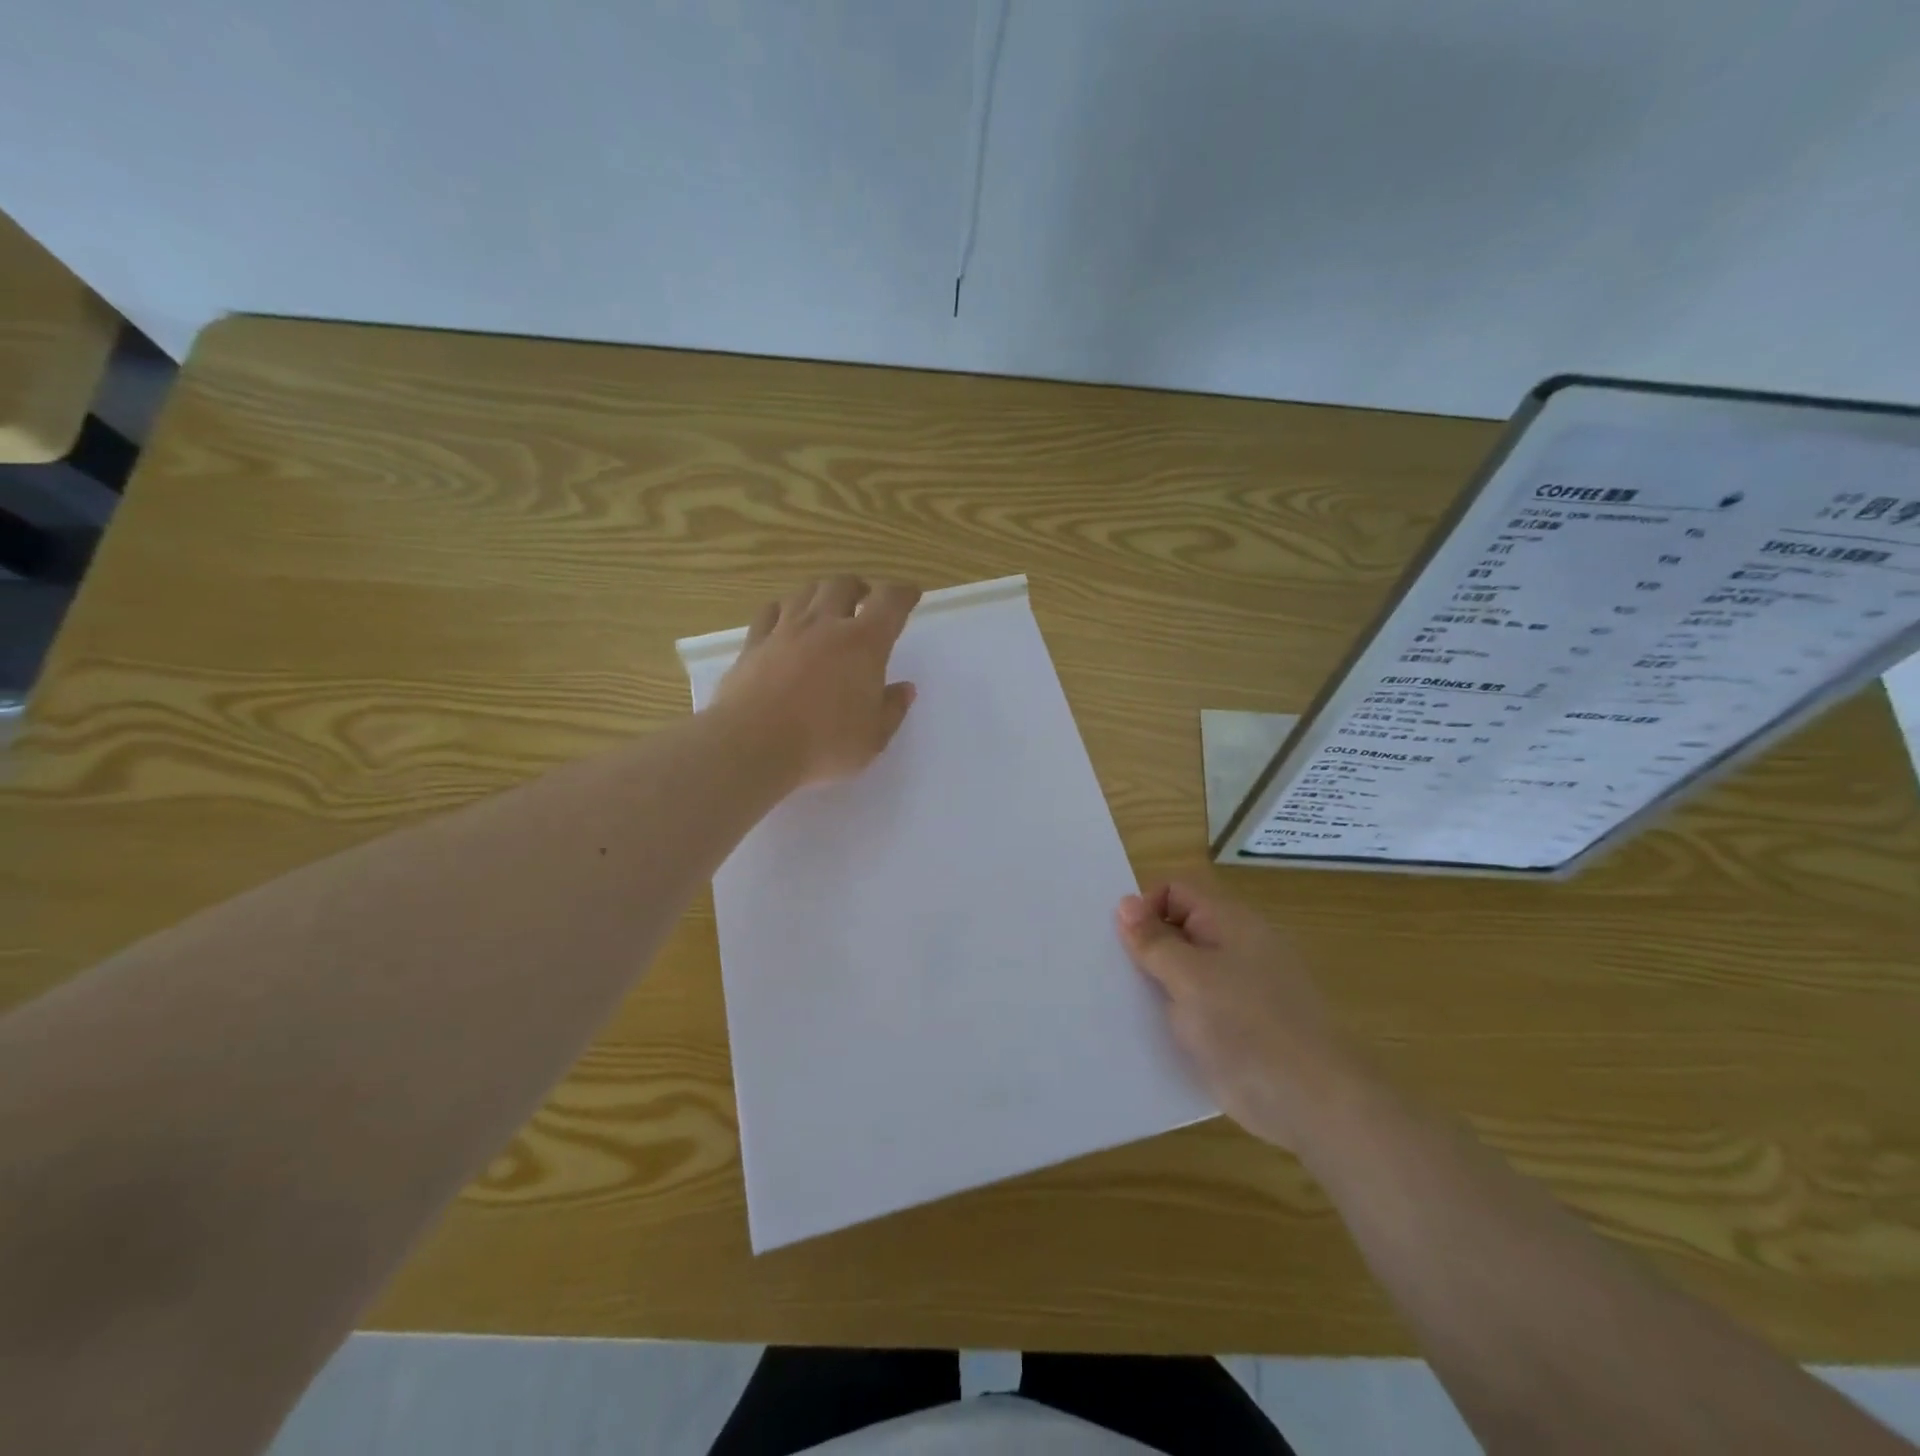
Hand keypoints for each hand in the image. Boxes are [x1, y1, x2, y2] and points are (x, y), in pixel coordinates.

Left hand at [713, 575, 921, 785]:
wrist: (753, 745)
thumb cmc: (824, 744)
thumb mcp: (873, 738)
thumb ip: (892, 709)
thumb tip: (904, 689)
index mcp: (864, 644)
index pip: (890, 602)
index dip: (903, 594)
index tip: (910, 595)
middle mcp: (825, 625)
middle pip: (843, 585)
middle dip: (859, 588)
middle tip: (865, 600)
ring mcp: (785, 630)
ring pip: (805, 592)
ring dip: (822, 594)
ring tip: (826, 608)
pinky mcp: (753, 644)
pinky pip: (770, 612)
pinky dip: (783, 610)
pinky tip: (784, 620)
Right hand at [1117, 880, 1363, 1150]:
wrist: (1311, 1101)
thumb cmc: (1247, 1026)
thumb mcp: (1189, 978)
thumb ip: (1154, 941)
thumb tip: (1124, 903)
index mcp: (1230, 922)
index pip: (1176, 890)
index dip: (1146, 907)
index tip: (1122, 942)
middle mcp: (1235, 947)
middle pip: (1179, 928)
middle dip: (1146, 947)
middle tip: (1113, 973)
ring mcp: (1239, 988)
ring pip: (1185, 970)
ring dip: (1156, 983)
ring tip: (1122, 1003)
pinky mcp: (1238, 1026)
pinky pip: (1196, 1006)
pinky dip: (1174, 1014)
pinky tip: (1151, 1033)